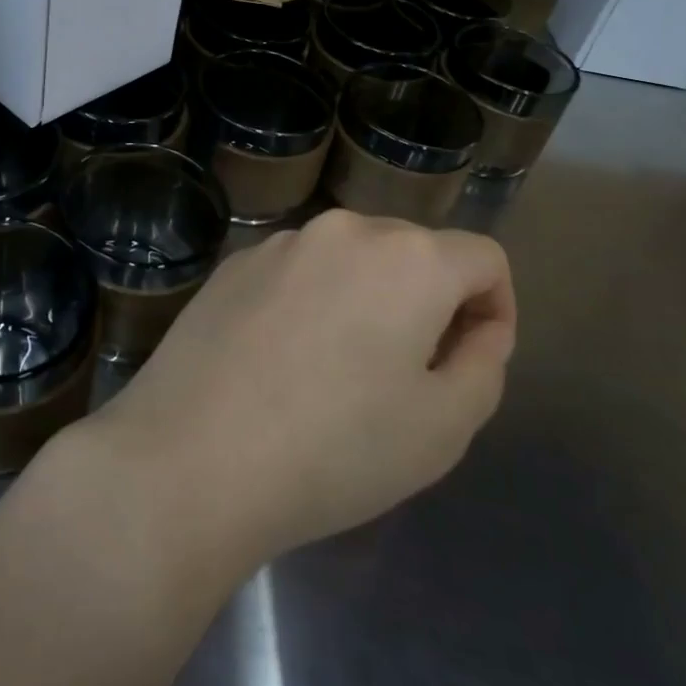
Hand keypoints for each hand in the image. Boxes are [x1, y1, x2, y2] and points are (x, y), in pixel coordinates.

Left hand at [85, 209, 515, 571]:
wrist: (191, 456)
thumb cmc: (335, 449)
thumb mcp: (445, 425)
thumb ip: (484, 363)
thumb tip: (477, 328)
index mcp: (407, 257)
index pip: (482, 257)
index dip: (495, 308)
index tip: (469, 362)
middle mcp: (343, 229)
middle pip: (413, 252)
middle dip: (429, 303)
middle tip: (406, 376)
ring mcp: (279, 242)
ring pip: (350, 260)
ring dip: (366, 300)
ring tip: (339, 373)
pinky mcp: (232, 264)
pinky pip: (297, 272)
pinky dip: (311, 302)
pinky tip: (282, 361)